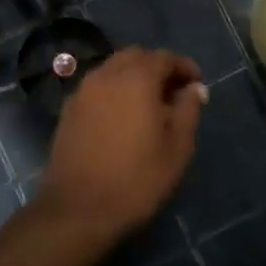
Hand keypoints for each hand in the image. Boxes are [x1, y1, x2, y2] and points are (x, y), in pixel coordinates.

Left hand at [41, 48, 206, 240]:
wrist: (78, 209)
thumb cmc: (136, 180)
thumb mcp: (177, 148)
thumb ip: (188, 110)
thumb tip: (194, 88)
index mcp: (136, 78)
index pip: (164, 57)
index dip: (184, 66)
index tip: (197, 84)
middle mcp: (106, 75)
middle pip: (136, 56)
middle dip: (157, 67)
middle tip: (174, 92)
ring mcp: (83, 90)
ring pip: (113, 68)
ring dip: (134, 76)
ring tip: (149, 105)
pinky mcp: (68, 109)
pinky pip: (97, 86)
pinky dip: (114, 90)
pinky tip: (122, 116)